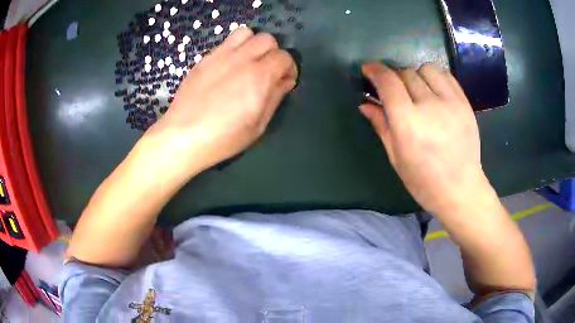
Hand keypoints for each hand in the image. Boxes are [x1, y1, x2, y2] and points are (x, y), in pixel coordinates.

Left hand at [144, 28, 297, 176]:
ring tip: (248, 62)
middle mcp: (242, 59)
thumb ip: (275, 97)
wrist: (183, 136)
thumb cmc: (223, 138)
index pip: (284, 57)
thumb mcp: (257, 126)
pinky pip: (225, 42)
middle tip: (267, 71)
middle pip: (267, 39)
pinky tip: (228, 68)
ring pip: (246, 33)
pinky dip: (234, 49)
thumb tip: (284, 81)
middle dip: (273, 53)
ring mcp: (220, 56)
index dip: (289, 69)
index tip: (284, 82)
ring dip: (253, 44)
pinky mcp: (205, 59)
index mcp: (259, 77)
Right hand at [360, 63, 489, 214]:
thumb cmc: (423, 181)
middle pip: (406, 73)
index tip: (368, 69)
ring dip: (415, 75)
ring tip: (416, 90)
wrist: (460, 189)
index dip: (375, 71)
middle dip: (395, 77)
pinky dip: (435, 77)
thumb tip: (364, 104)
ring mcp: (451, 102)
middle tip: (394, 91)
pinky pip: (446, 76)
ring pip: (426, 69)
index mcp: (408, 123)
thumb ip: (381, 125)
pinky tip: (433, 90)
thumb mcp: (396, 156)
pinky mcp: (465, 103)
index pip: (388, 82)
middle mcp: (429, 106)